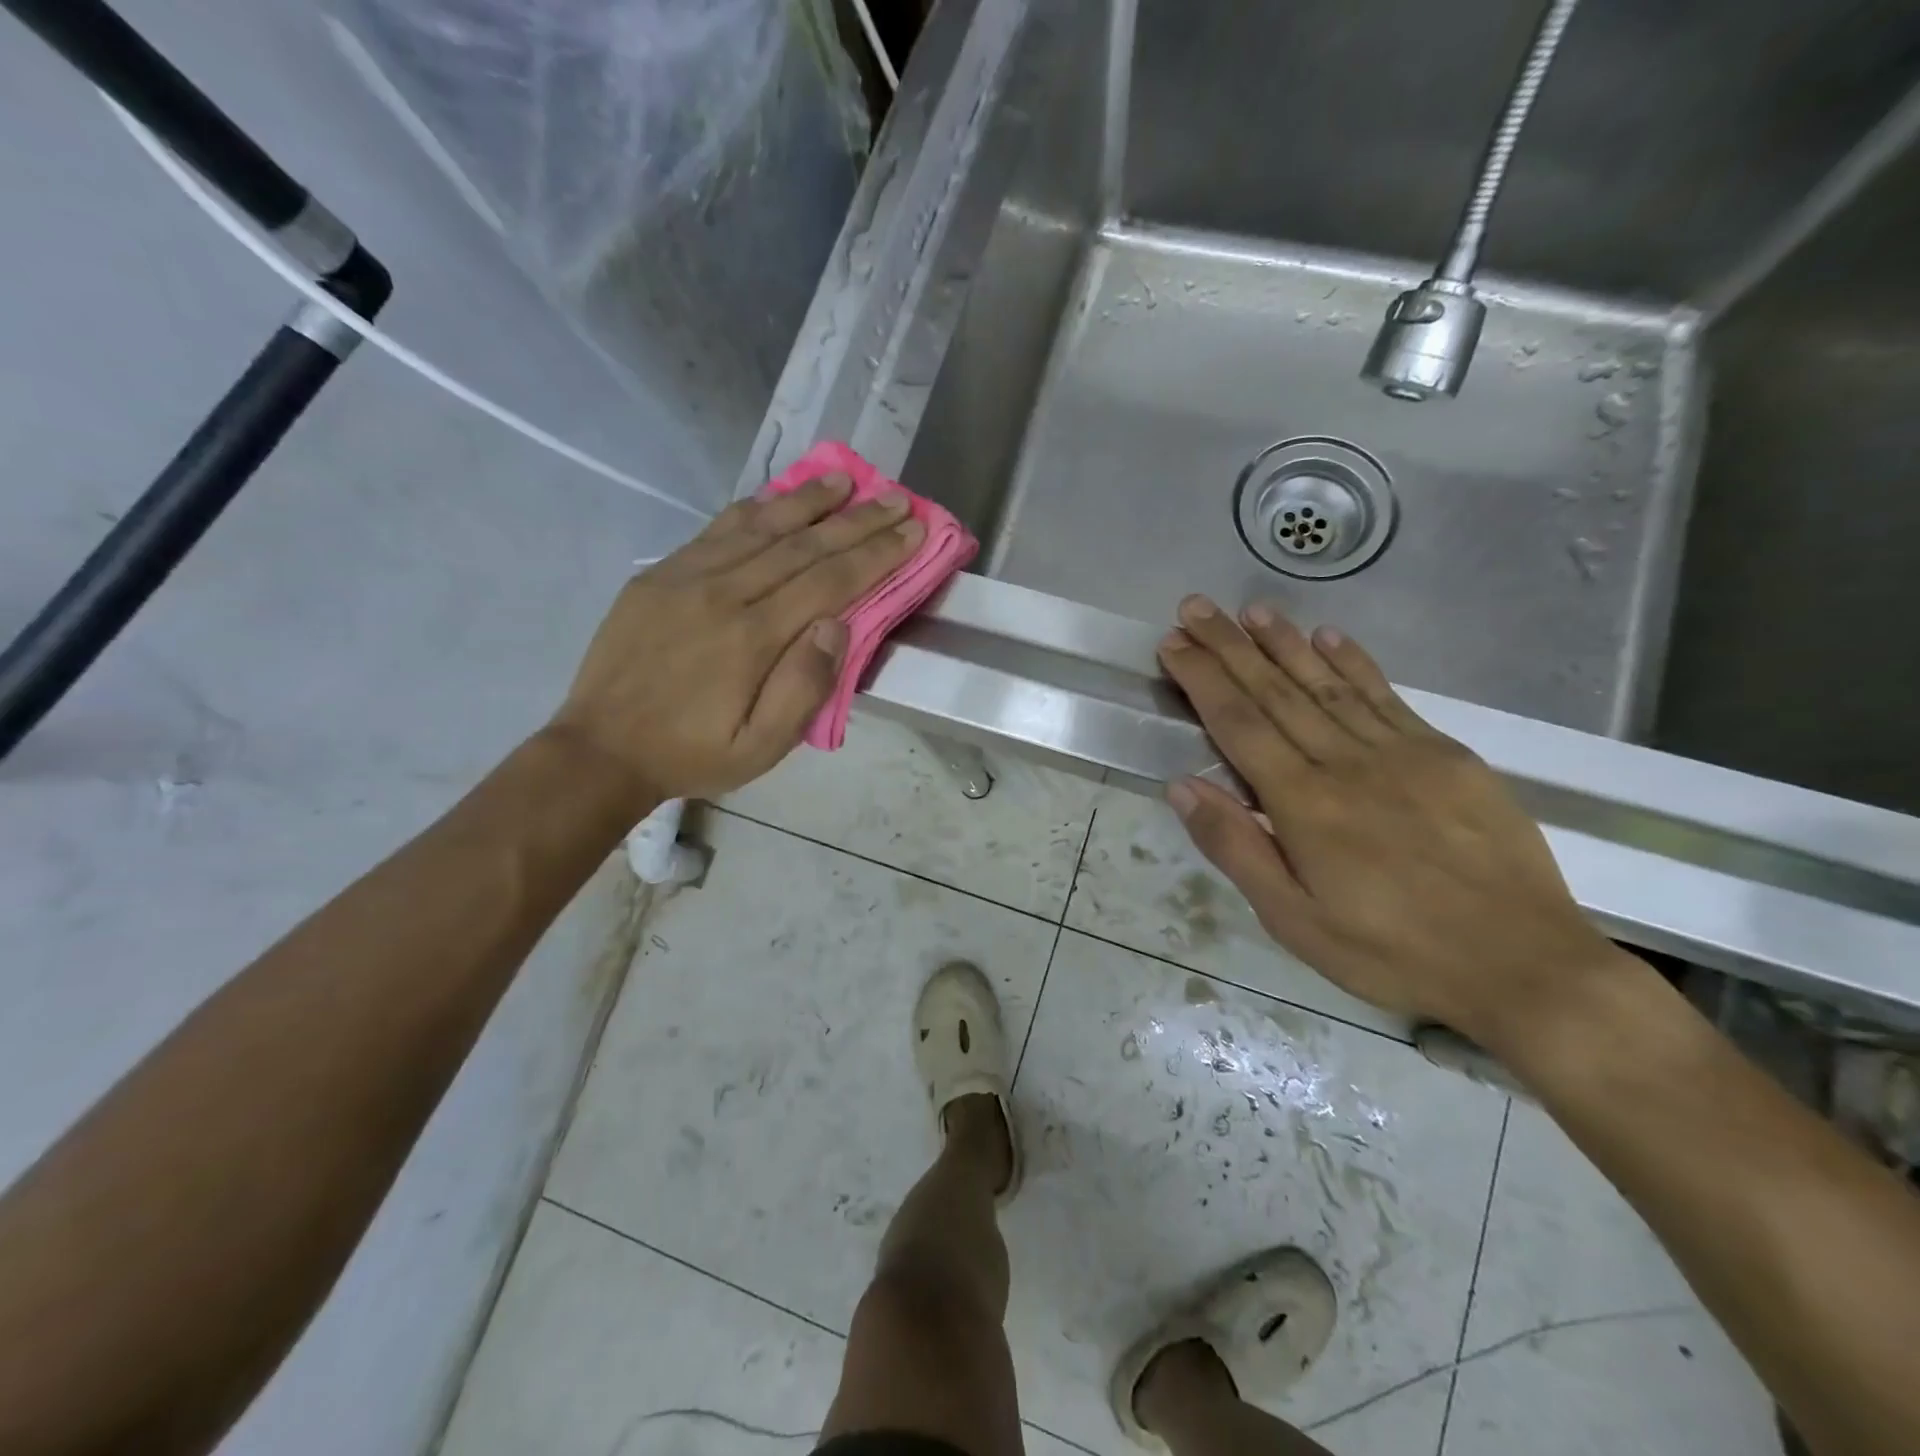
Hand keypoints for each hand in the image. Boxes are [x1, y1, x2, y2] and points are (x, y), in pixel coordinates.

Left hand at [549, 474, 922, 808]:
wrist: (601, 749)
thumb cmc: (693, 754)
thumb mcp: (761, 748)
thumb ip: (804, 688)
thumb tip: (838, 626)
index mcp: (753, 638)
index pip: (829, 581)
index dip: (876, 553)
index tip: (913, 528)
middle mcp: (723, 594)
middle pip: (803, 545)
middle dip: (857, 520)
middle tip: (897, 497)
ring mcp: (686, 577)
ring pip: (760, 526)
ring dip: (808, 500)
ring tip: (845, 479)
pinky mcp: (660, 574)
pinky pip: (716, 530)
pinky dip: (754, 508)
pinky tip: (776, 496)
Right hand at [1156, 595, 1620, 1047]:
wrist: (1524, 965)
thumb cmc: (1392, 953)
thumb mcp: (1294, 920)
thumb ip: (1237, 848)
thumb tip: (1183, 785)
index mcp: (1304, 804)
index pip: (1238, 724)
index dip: (1202, 679)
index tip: (1174, 643)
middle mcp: (1347, 763)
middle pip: (1276, 691)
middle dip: (1230, 646)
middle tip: (1196, 606)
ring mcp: (1402, 753)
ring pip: (1328, 683)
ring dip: (1285, 642)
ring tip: (1250, 610)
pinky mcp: (1447, 756)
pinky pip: (1388, 696)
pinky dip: (1354, 663)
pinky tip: (1330, 637)